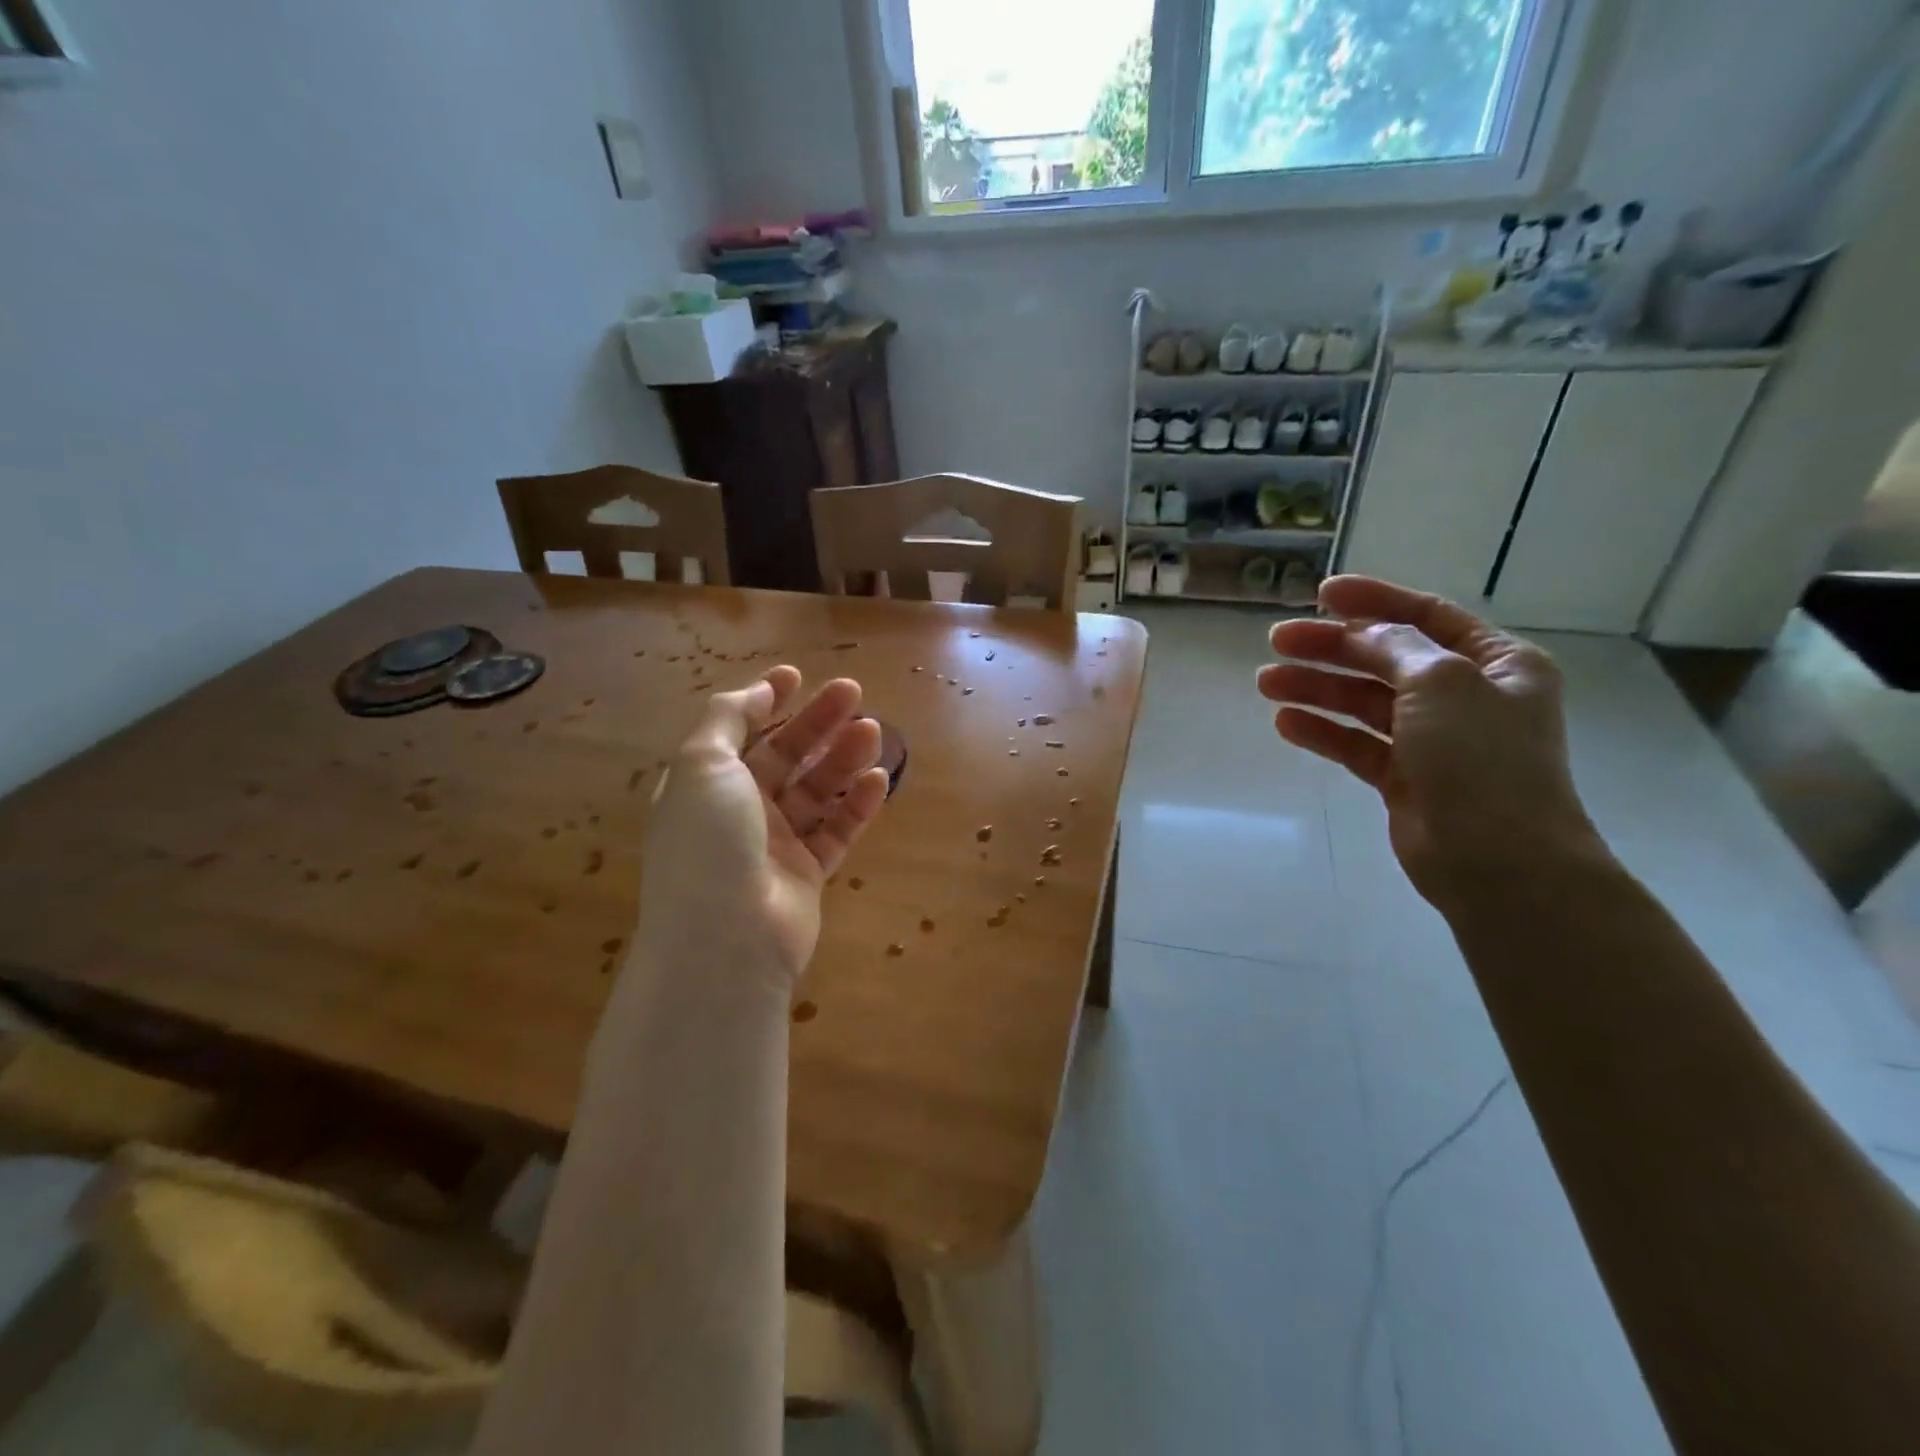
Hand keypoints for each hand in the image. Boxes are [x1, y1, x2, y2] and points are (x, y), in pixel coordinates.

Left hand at [639, 667, 889, 988]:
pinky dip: (856, 804)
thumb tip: (757, 691)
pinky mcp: (808, 873)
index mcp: (705, 784)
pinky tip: (878, 779)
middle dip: (816, 722)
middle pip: (784, 756)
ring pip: (815, 790)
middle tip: (854, 693)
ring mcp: (775, 844)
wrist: (726, 941)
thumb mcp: (701, 764)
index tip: (798, 676)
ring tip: (873, 731)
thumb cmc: (707, 844)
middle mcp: (738, 811)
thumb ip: (727, 718)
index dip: (766, 701)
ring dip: (842, 757)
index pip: (738, 733)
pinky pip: (837, 830)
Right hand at [1258, 576, 1604, 909]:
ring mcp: (1433, 739)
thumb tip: (1360, 632)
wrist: (1497, 861)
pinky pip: (1356, 743)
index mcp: (1496, 663)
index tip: (1320, 593)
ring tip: (1266, 682)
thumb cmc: (1480, 759)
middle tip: (1277, 641)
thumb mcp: (1442, 683)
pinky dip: (1323, 731)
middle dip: (1331, 648)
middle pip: (1385, 659)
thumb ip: (1396, 648)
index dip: (1373, 600)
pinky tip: (1286, 723)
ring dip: (1317, 688)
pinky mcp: (1404, 778)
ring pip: (1364, 702)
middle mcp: (1466, 696)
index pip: (1427, 616)